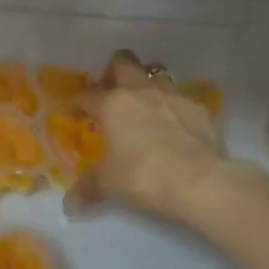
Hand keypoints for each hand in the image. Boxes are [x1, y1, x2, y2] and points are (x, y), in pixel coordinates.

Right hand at [71, 50, 229, 225]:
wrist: (200, 181)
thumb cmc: (143, 177)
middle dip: (113, 72)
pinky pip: (180, 98)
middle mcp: (141, 92)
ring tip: (142, 104)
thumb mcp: (109, 185)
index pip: (86, 95)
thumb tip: (69, 206)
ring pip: (155, 73)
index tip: (68, 111)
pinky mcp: (199, 109)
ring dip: (145, 83)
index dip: (74, 102)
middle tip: (109, 93)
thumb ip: (87, 189)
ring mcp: (173, 96)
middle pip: (123, 62)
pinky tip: (173, 125)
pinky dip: (172, 107)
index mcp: (113, 104)